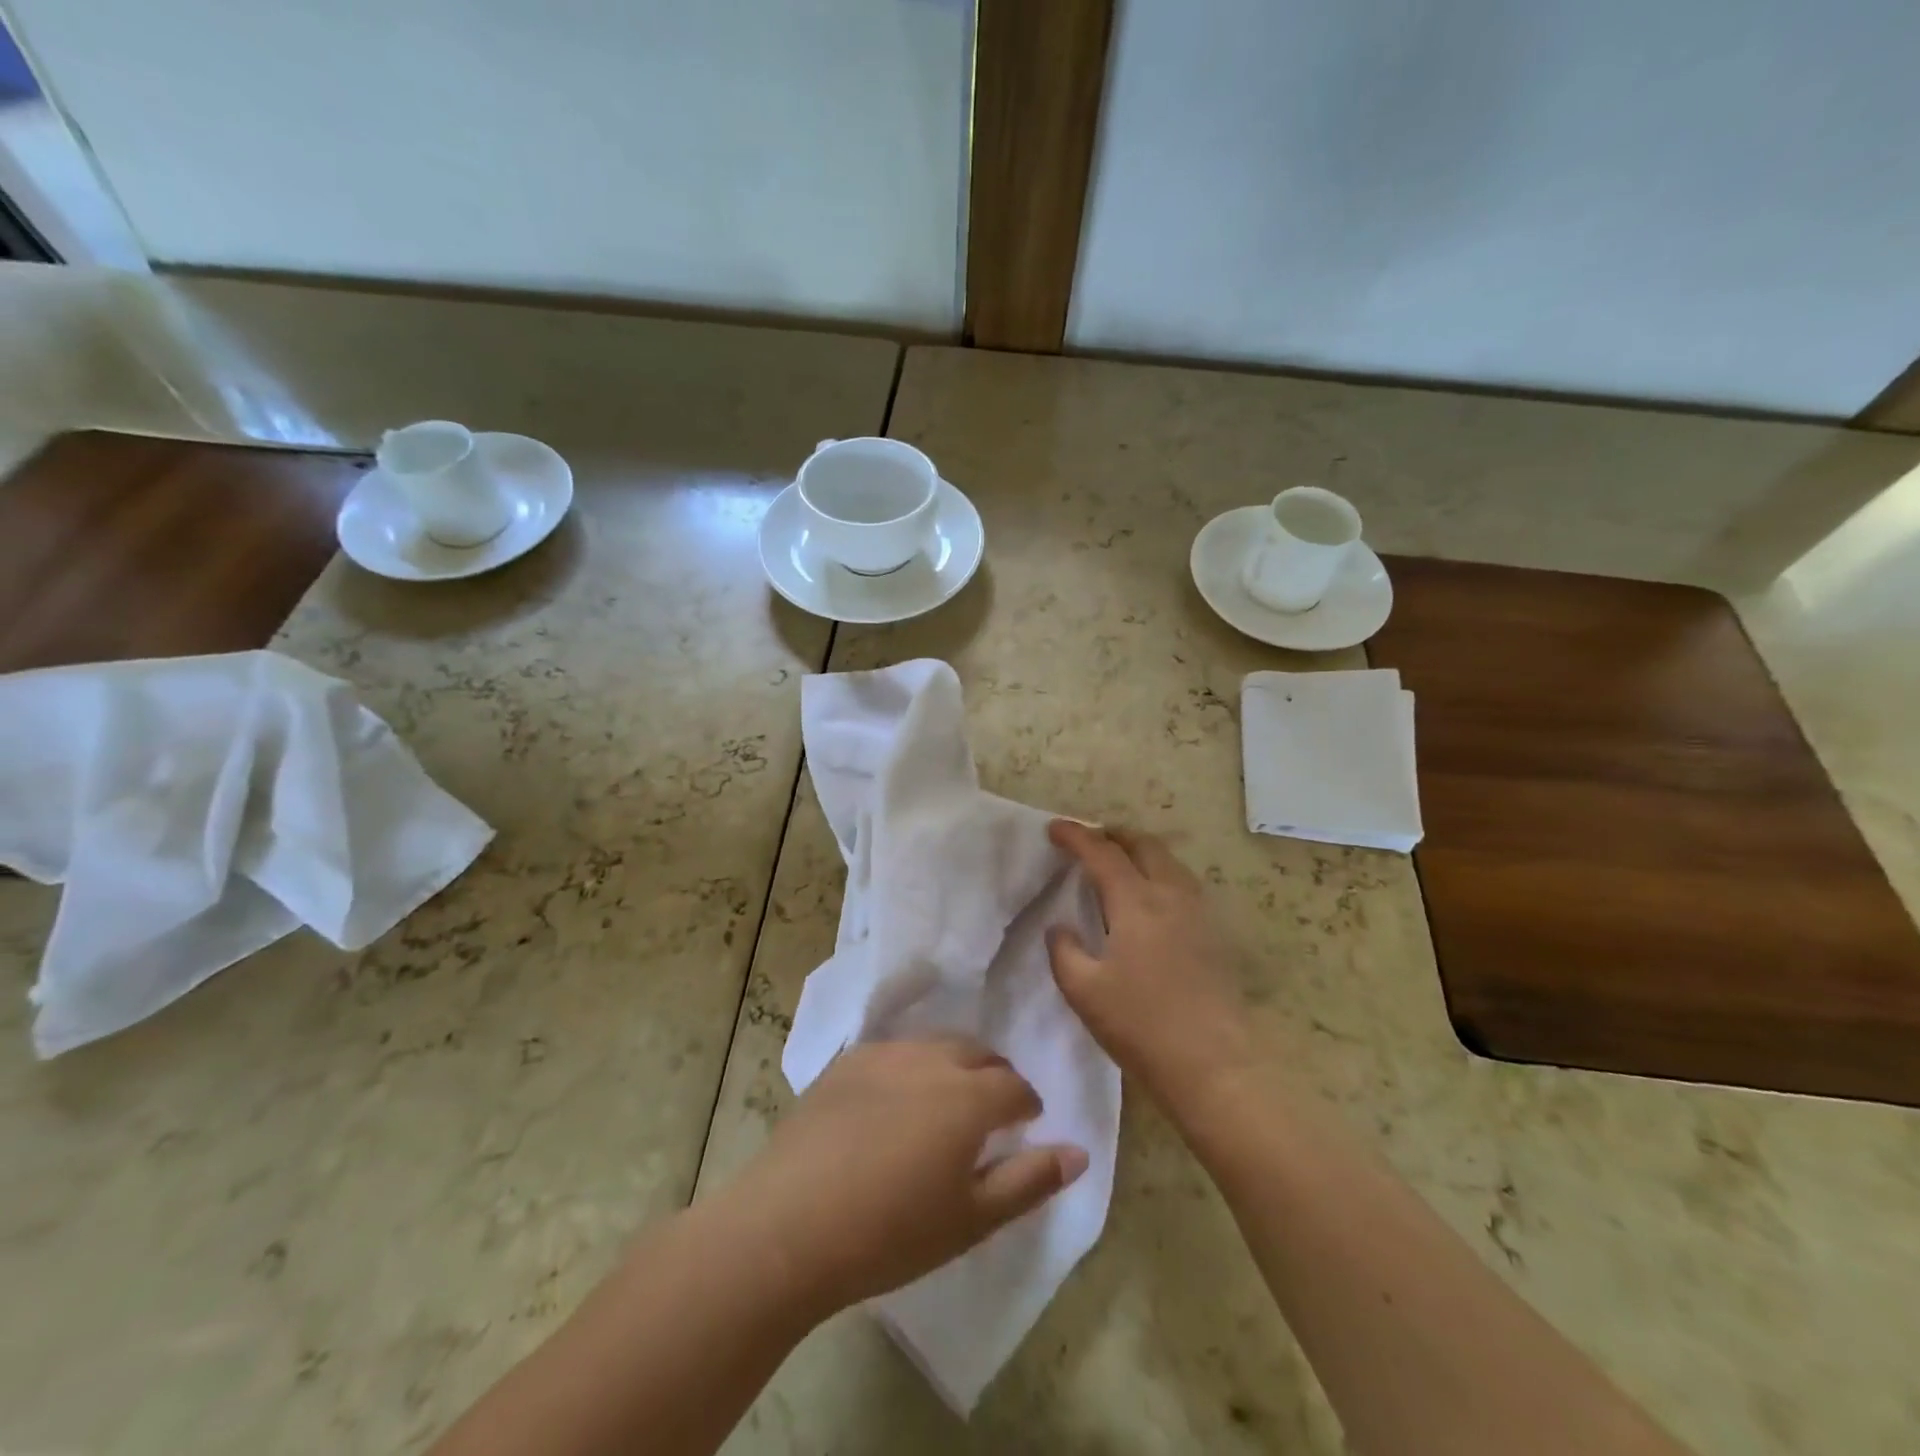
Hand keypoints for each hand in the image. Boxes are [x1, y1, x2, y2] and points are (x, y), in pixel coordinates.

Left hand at [728, 1038, 1087, 1317]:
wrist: (789, 1224)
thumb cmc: (890, 1232)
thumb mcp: (972, 1219)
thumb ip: (1030, 1180)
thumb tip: (1079, 1152)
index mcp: (968, 1096)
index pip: (1014, 1086)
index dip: (1026, 1104)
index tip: (1025, 1124)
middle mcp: (930, 1060)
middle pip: (976, 1053)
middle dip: (992, 1076)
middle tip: (990, 1112)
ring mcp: (883, 1055)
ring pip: (934, 1047)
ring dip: (952, 1067)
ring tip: (944, 1105)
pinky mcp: (844, 1062)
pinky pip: (894, 1053)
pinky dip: (910, 1069)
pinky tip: (894, 1104)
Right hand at [1046, 820, 1254, 1112]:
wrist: (1216, 1066)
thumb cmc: (1142, 1026)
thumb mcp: (1084, 991)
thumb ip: (1064, 951)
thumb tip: (1060, 928)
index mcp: (1136, 902)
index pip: (1101, 853)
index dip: (1075, 836)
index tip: (1054, 828)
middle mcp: (1171, 895)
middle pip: (1143, 845)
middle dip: (1113, 835)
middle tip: (1089, 841)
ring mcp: (1198, 913)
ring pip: (1168, 862)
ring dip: (1140, 852)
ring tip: (1119, 863)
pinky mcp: (1214, 934)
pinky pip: (1183, 884)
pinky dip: (1159, 873)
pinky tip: (1150, 899)